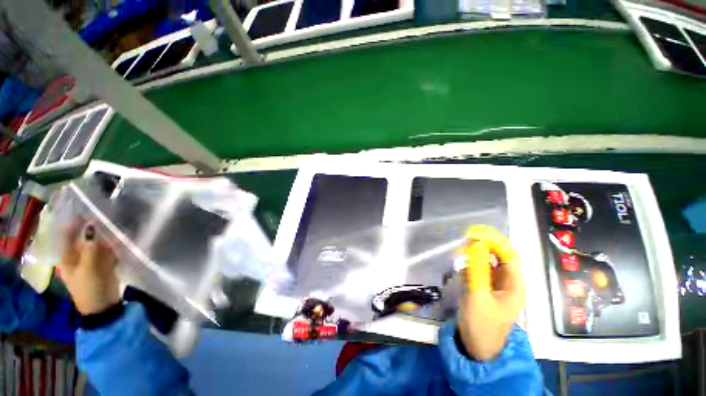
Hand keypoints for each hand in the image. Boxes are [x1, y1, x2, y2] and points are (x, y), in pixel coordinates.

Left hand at [59, 222, 120, 314]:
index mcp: (68, 257)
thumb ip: (90, 249)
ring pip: (98, 243)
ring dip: (105, 234)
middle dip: (93, 226)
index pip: (67, 235)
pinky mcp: (105, 264)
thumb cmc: (90, 289)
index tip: (84, 209)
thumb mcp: (88, 269)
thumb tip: (91, 227)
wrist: (104, 307)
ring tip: (116, 222)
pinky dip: (114, 243)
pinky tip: (122, 236)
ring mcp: (92, 260)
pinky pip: (109, 250)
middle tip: (105, 213)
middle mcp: (78, 256)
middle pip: (84, 237)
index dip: (74, 222)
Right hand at [457, 225, 524, 360]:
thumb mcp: (479, 295)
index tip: (475, 235)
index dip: (495, 243)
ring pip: (486, 264)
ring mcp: (494, 286)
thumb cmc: (482, 323)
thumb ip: (477, 268)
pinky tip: (462, 272)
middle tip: (464, 245)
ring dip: (474, 258)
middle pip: (497, 258)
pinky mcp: (483, 289)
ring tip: (461, 259)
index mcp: (513, 285)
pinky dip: (470, 268)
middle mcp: (506, 282)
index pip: (509, 256)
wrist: (476, 347)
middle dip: (482, 249)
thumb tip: (475, 244)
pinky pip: (478, 272)